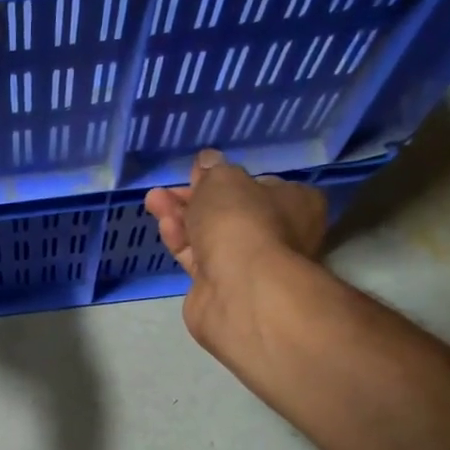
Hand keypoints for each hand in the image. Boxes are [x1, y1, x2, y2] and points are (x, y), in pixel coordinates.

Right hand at [144, 150, 327, 352]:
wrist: (240, 288)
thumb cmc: (242, 220)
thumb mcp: (224, 180)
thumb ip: (213, 171)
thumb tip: (209, 161)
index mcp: (296, 203)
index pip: (261, 186)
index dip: (227, 179)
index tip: (198, 173)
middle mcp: (279, 235)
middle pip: (231, 212)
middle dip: (195, 198)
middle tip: (168, 188)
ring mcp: (251, 264)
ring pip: (211, 235)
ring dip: (181, 217)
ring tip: (153, 200)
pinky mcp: (223, 287)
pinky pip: (199, 258)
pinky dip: (181, 241)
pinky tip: (164, 226)